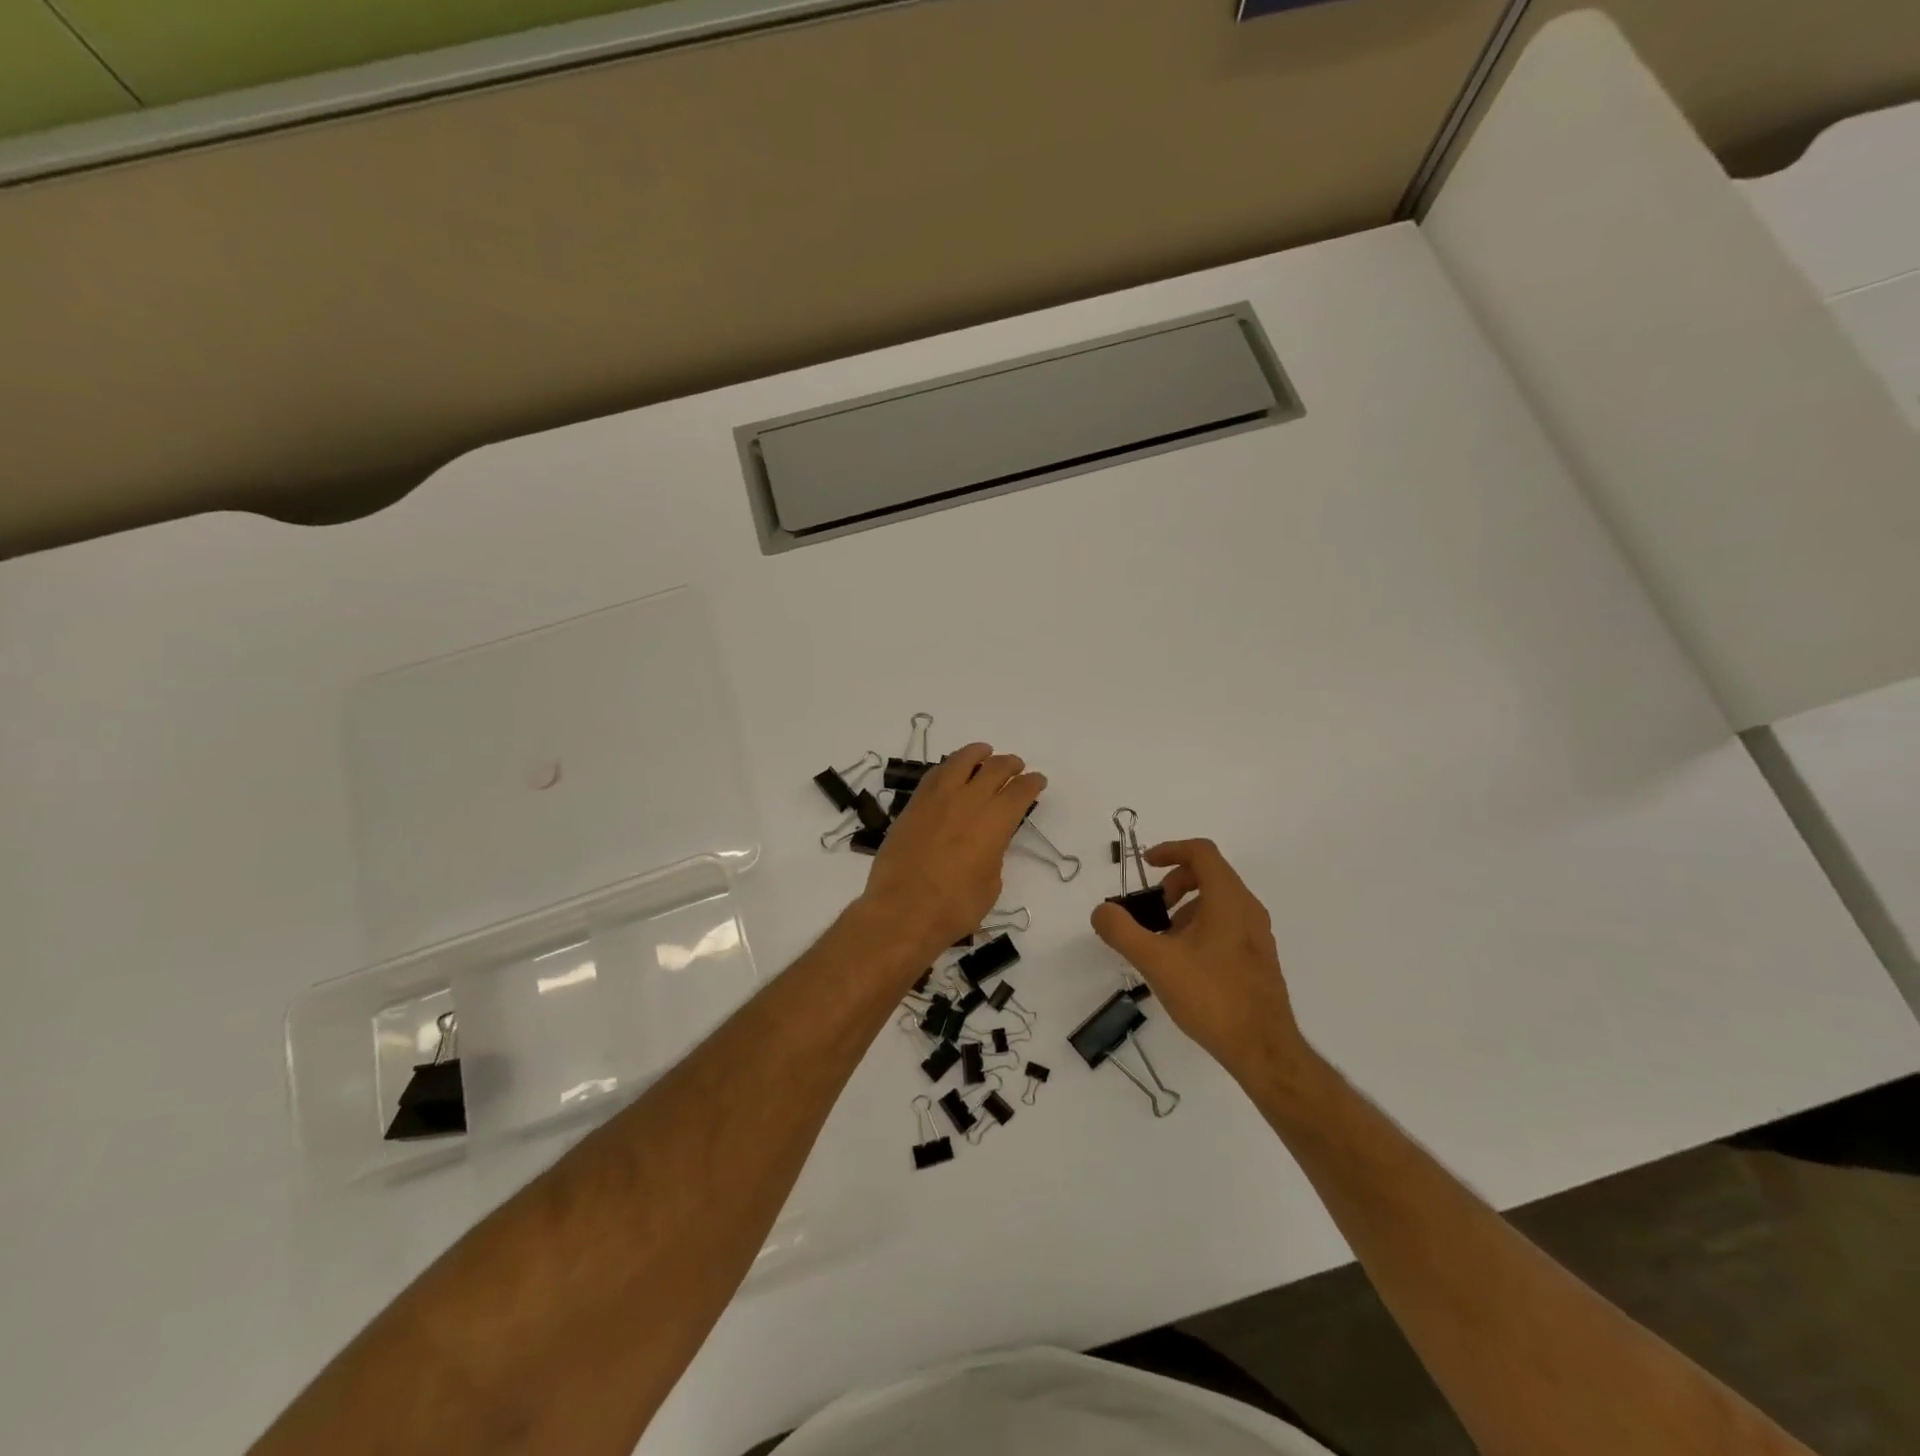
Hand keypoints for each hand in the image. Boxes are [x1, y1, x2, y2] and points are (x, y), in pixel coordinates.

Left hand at [860, 743, 1045, 958]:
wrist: (902, 911)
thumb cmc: (955, 907)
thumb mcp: (990, 884)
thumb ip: (993, 854)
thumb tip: (987, 843)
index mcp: (995, 821)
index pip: (1020, 791)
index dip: (1032, 783)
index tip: (1037, 781)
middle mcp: (968, 801)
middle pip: (994, 769)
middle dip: (1010, 764)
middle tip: (1016, 766)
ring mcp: (937, 799)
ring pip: (960, 762)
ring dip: (977, 754)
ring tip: (984, 752)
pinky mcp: (913, 805)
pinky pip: (934, 775)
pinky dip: (948, 768)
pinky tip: (951, 771)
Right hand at [1090, 838, 1305, 1076]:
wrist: (1264, 1050)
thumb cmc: (1211, 996)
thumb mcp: (1155, 961)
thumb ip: (1122, 931)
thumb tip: (1102, 911)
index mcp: (1228, 899)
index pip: (1201, 852)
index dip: (1170, 850)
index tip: (1146, 866)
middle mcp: (1248, 909)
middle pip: (1210, 874)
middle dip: (1175, 883)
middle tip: (1152, 910)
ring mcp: (1257, 935)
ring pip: (1218, 902)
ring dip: (1186, 909)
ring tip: (1163, 942)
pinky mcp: (1259, 959)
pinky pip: (1227, 925)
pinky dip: (1201, 928)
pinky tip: (1184, 965)